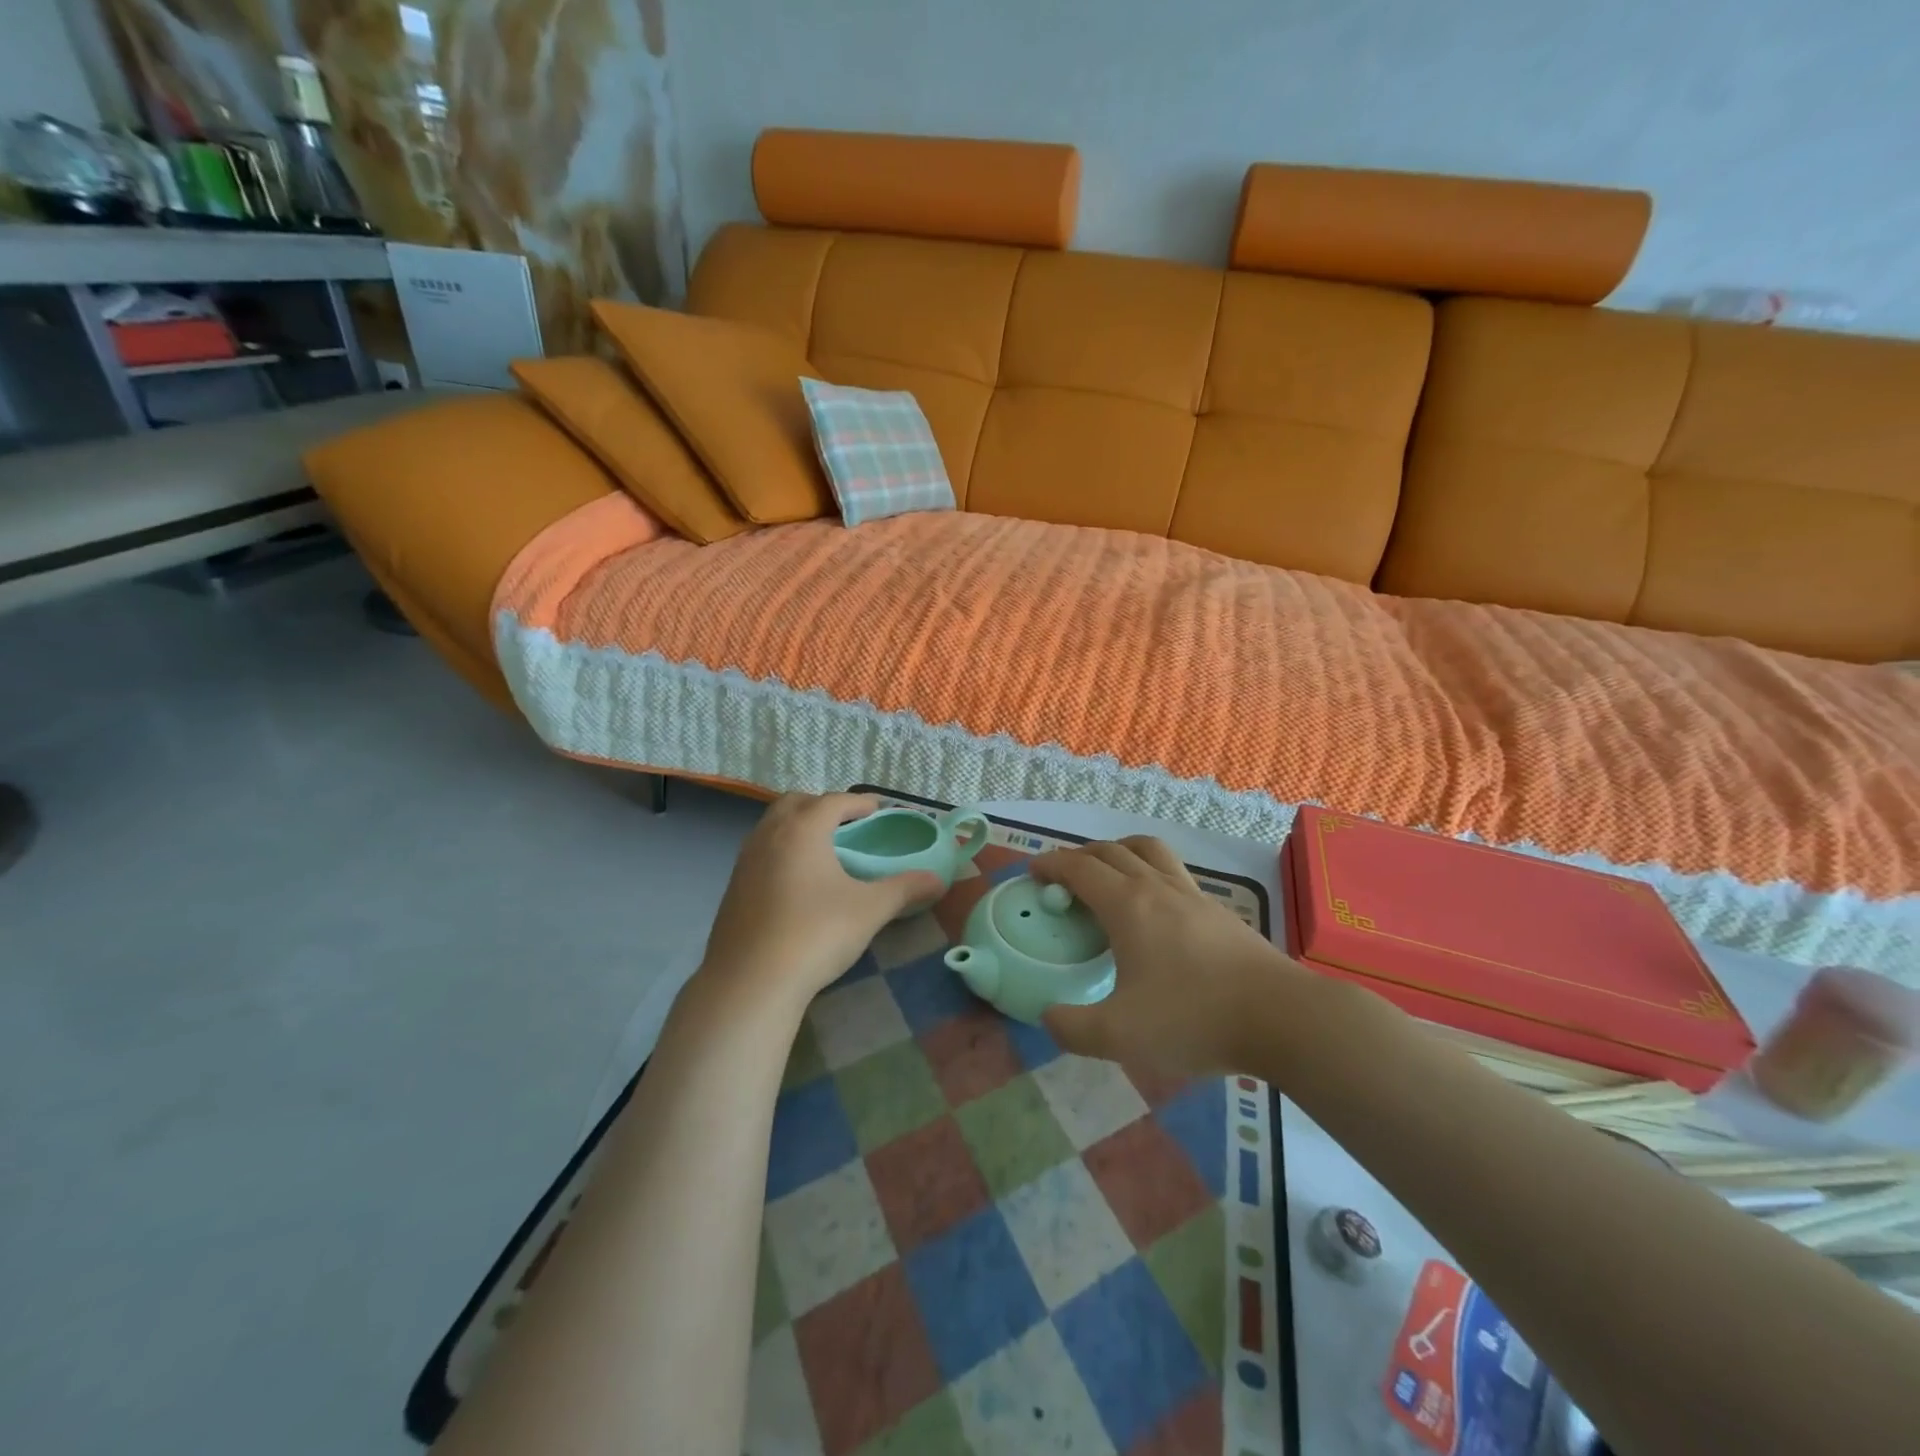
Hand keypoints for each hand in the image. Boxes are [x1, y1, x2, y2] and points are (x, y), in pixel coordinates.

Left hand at [697, 793, 942, 1014]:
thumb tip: (938, 880)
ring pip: (773, 826)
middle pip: (797, 803)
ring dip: (798, 826)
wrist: (751, 982)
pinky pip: (761, 851)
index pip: (834, 802)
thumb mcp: (869, 910)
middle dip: (824, 807)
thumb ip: (904, 889)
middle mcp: (770, 834)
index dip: (859, 803)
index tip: (877, 810)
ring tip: (823, 850)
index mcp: (803, 829)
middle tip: (848, 825)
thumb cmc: (816, 934)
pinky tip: (796, 881)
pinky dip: (781, 850)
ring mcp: (745, 860)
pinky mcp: (733, 886)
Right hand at [1031, 836, 1300, 1078]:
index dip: (1051, 864)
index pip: (1079, 868)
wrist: (1281, 1016)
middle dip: (1079, 855)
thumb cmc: (1194, 1018)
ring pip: (1148, 850)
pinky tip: (1154, 908)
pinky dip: (1150, 872)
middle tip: (1063, 877)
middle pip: (1111, 850)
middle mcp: (1157, 888)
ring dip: (1119, 851)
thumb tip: (1047, 1017)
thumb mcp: (1120, 1036)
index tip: (1032, 873)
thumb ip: (1073, 1028)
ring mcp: (1192, 894)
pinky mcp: (1218, 910)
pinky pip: (1173, 872)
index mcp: (1127, 906)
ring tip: (1109, 873)